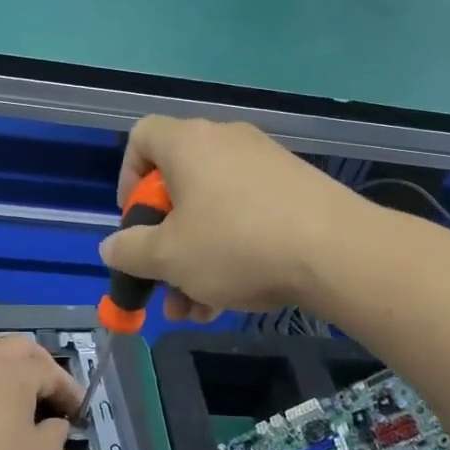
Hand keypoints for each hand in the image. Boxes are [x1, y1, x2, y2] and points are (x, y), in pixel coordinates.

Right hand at [100, 116, 351, 318]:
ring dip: (195, 260)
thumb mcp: (169, 257)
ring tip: (193, 311)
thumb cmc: (237, 244)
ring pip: (212, 210)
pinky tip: (230, 301)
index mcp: (188, 144)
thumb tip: (111, 246)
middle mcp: (225, 142)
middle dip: (164, 241)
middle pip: (178, 185)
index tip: (134, 222)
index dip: (127, 179)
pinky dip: (230, 251)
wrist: (338, 251)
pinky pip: (246, 215)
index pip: (141, 137)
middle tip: (163, 281)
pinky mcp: (294, 188)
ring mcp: (264, 164)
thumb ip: (130, 250)